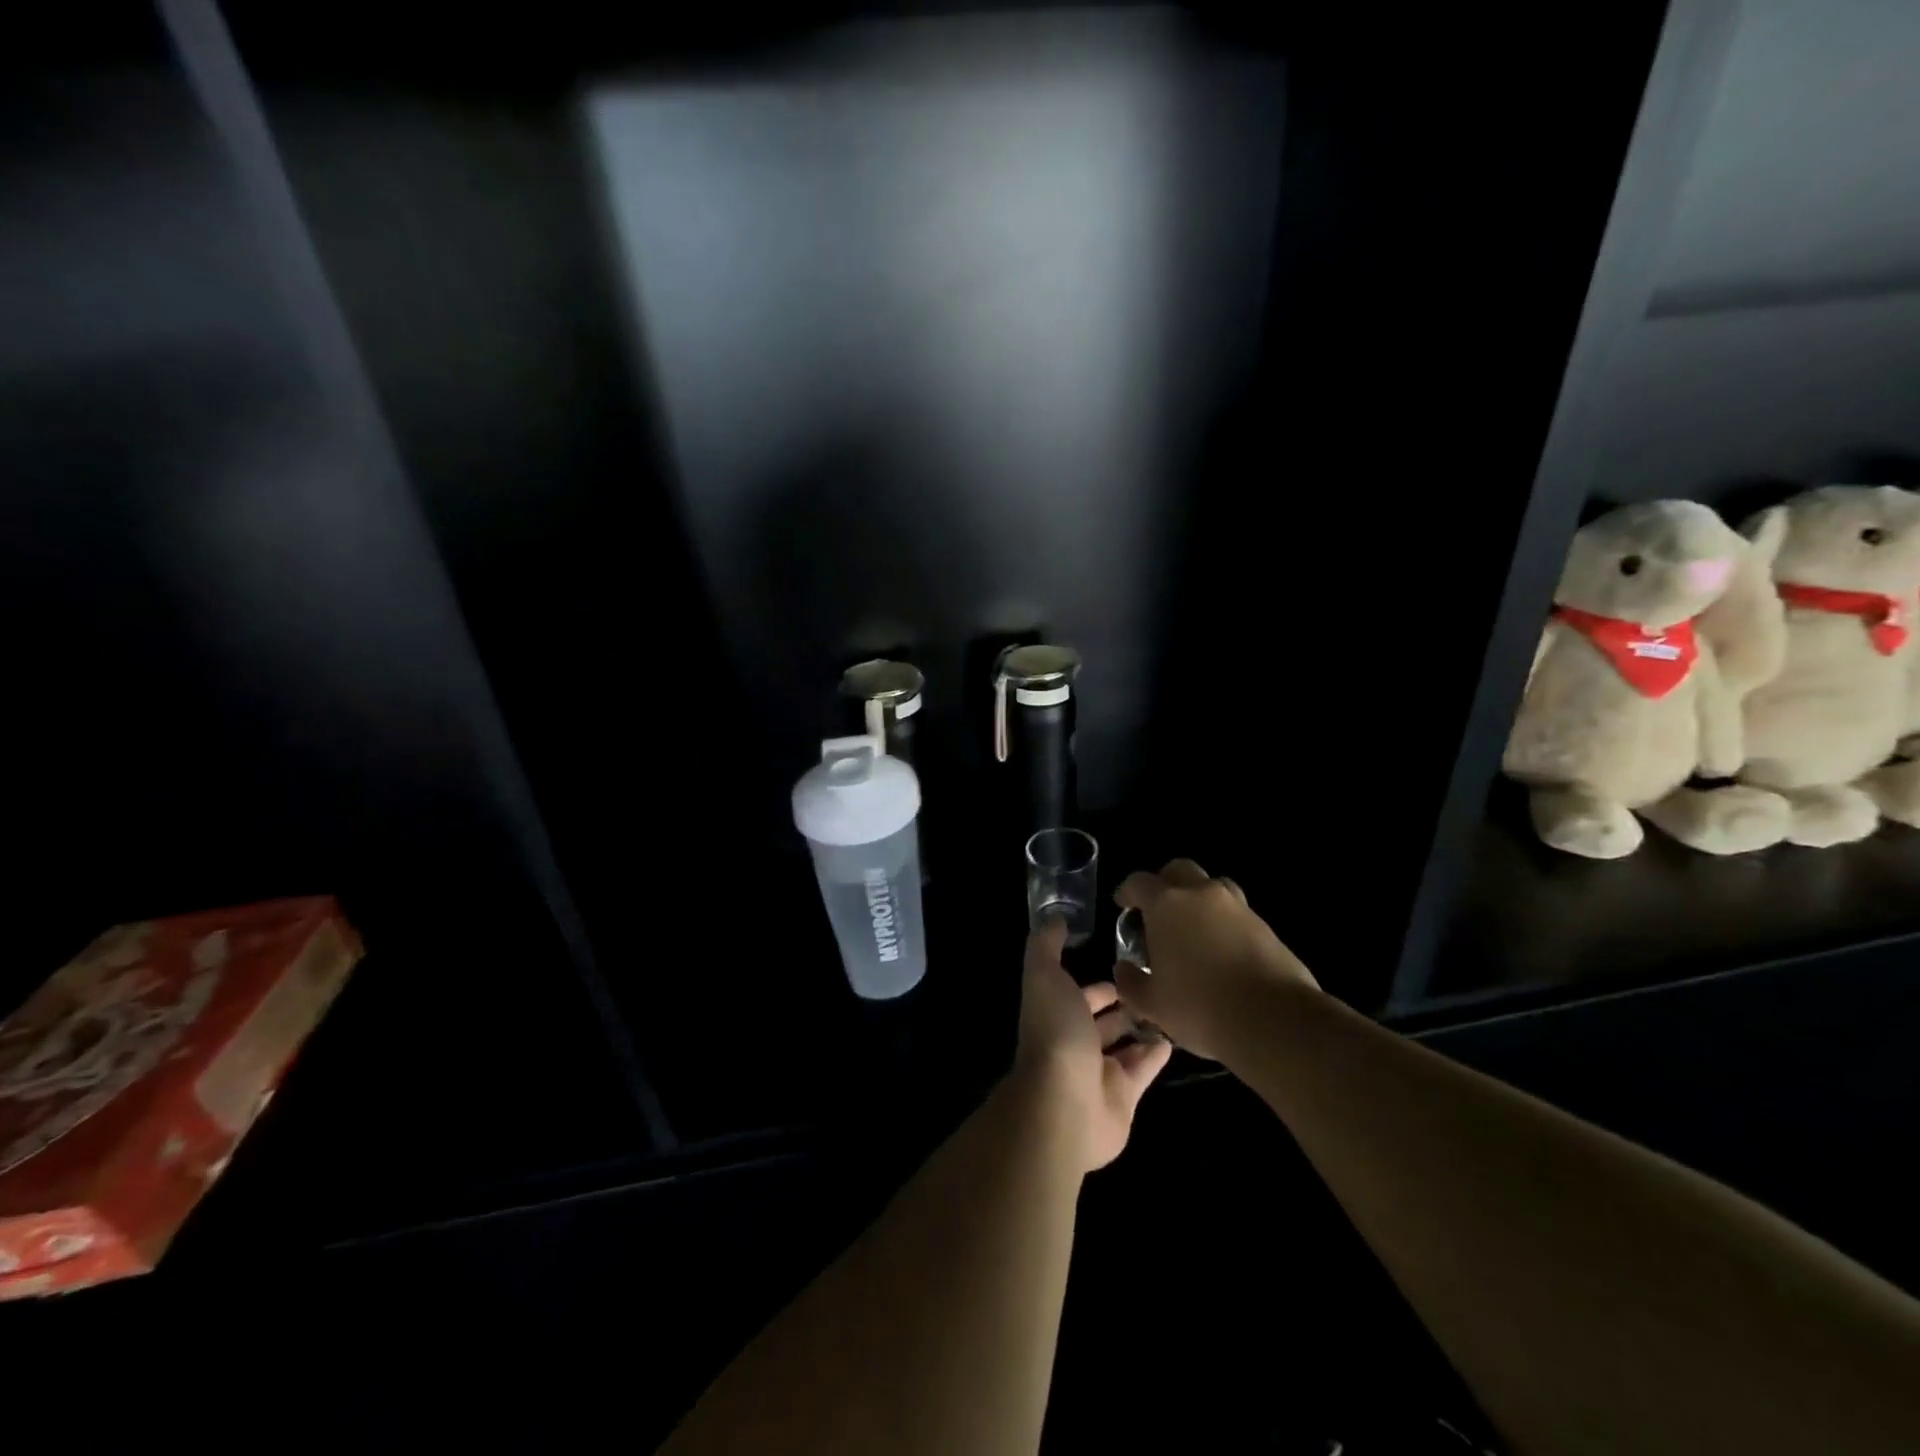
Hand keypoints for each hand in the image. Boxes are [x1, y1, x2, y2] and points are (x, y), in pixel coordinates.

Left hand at [1013, 919, 1171, 1172]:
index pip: (1077, 994)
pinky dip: (1156, 1054)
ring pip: (1124, 1045)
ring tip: (1169, 1006)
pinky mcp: (1124, 1096)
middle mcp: (1075, 1042)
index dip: (1095, 984)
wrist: (1065, 1104)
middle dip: (1122, 1004)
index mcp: (1055, 1013)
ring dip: (1141, 1027)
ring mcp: (1099, 1072)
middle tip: (1153, 986)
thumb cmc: (1055, 1033)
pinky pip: (1143, 1069)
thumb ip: (1046, 946)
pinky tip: (1175, 1036)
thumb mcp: (1044, 976)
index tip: (1122, 964)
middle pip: (1101, 1021)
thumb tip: (1055, 919)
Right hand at [1112, 859, 1318, 1061]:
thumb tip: (1124, 969)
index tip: (1123, 905)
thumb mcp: (1153, 1004)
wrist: (1273, 1019)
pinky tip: (1222, 951)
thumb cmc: (1200, 1006)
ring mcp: (1238, 907)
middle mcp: (1201, 894)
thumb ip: (1131, 982)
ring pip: (1213, 886)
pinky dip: (1225, 923)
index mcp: (1166, 904)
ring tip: (1194, 929)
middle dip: (1166, 883)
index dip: (1128, 891)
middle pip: (1179, 870)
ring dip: (1199, 899)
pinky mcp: (1265, 926)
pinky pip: (1237, 913)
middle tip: (1159, 910)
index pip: (1139, 882)